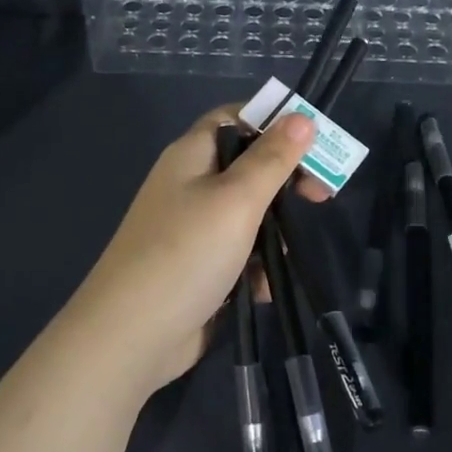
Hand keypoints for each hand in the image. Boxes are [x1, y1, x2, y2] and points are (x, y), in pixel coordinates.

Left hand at [68, 104, 323, 393]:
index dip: (274, 121)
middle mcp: (190, 184)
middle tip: (320, 197)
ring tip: (283, 253)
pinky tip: (262, 288)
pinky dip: (255, 266)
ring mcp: (191, 228)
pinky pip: (238, 252)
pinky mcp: (198, 266)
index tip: (313, 141)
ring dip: (273, 231)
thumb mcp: (237, 199)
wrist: (131, 336)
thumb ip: (273, 158)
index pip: (236, 116)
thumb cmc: (186, 253)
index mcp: (192, 155)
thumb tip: (302, 117)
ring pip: (248, 213)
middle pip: (248, 166)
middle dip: (285, 181)